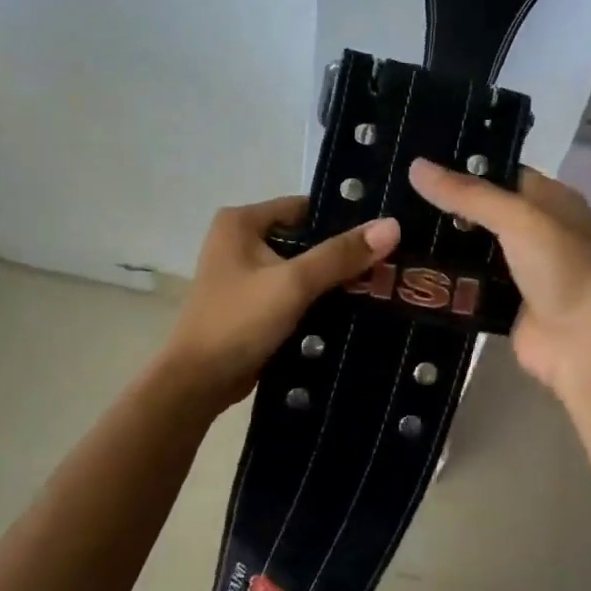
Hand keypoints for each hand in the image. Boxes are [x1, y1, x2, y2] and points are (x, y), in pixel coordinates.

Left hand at [162, 197, 400, 407]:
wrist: (198, 382)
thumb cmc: (239, 321)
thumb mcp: (293, 283)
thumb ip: (340, 254)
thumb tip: (392, 225)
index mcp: (241, 222)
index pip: (305, 208)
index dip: (344, 220)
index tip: (385, 235)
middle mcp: (240, 241)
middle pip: (305, 239)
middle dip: (343, 254)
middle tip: (390, 264)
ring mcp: (245, 275)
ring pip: (301, 269)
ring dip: (334, 280)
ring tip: (382, 286)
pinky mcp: (253, 305)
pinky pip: (293, 293)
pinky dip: (318, 300)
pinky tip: (355, 310)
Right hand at [407, 159, 590, 398]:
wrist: (584, 345)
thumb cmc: (562, 270)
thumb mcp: (519, 220)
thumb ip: (468, 195)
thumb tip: (416, 166)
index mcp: (551, 200)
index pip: (500, 173)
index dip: (462, 168)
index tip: (417, 164)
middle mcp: (537, 231)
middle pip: (482, 212)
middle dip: (444, 207)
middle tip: (393, 197)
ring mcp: (520, 269)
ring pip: (471, 249)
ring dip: (439, 244)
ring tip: (391, 228)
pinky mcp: (503, 302)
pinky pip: (467, 284)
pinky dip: (444, 279)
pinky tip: (407, 268)